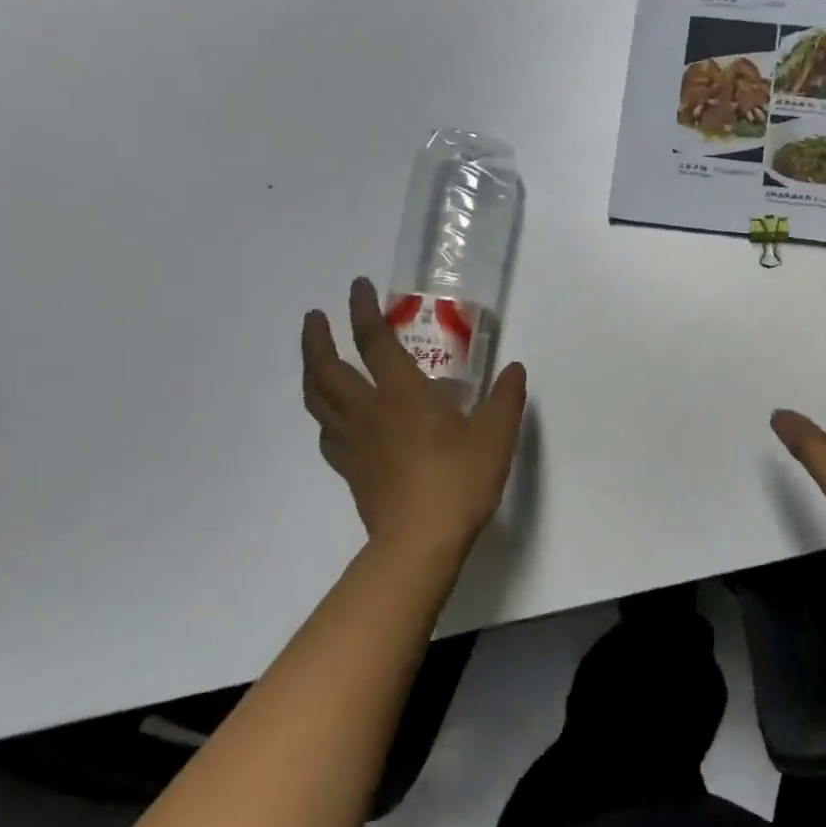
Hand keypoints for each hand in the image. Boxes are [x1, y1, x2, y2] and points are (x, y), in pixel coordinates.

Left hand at [301, 278, 527, 562]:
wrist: (421, 540)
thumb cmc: (460, 480)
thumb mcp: (497, 435)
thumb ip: (506, 398)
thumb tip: (514, 370)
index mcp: (403, 394)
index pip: (374, 341)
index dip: (362, 310)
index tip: (356, 286)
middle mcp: (370, 410)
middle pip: (327, 368)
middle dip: (317, 338)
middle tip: (316, 317)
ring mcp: (354, 442)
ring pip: (317, 399)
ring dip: (311, 371)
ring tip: (315, 358)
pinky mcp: (350, 470)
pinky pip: (327, 433)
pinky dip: (325, 415)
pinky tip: (334, 417)